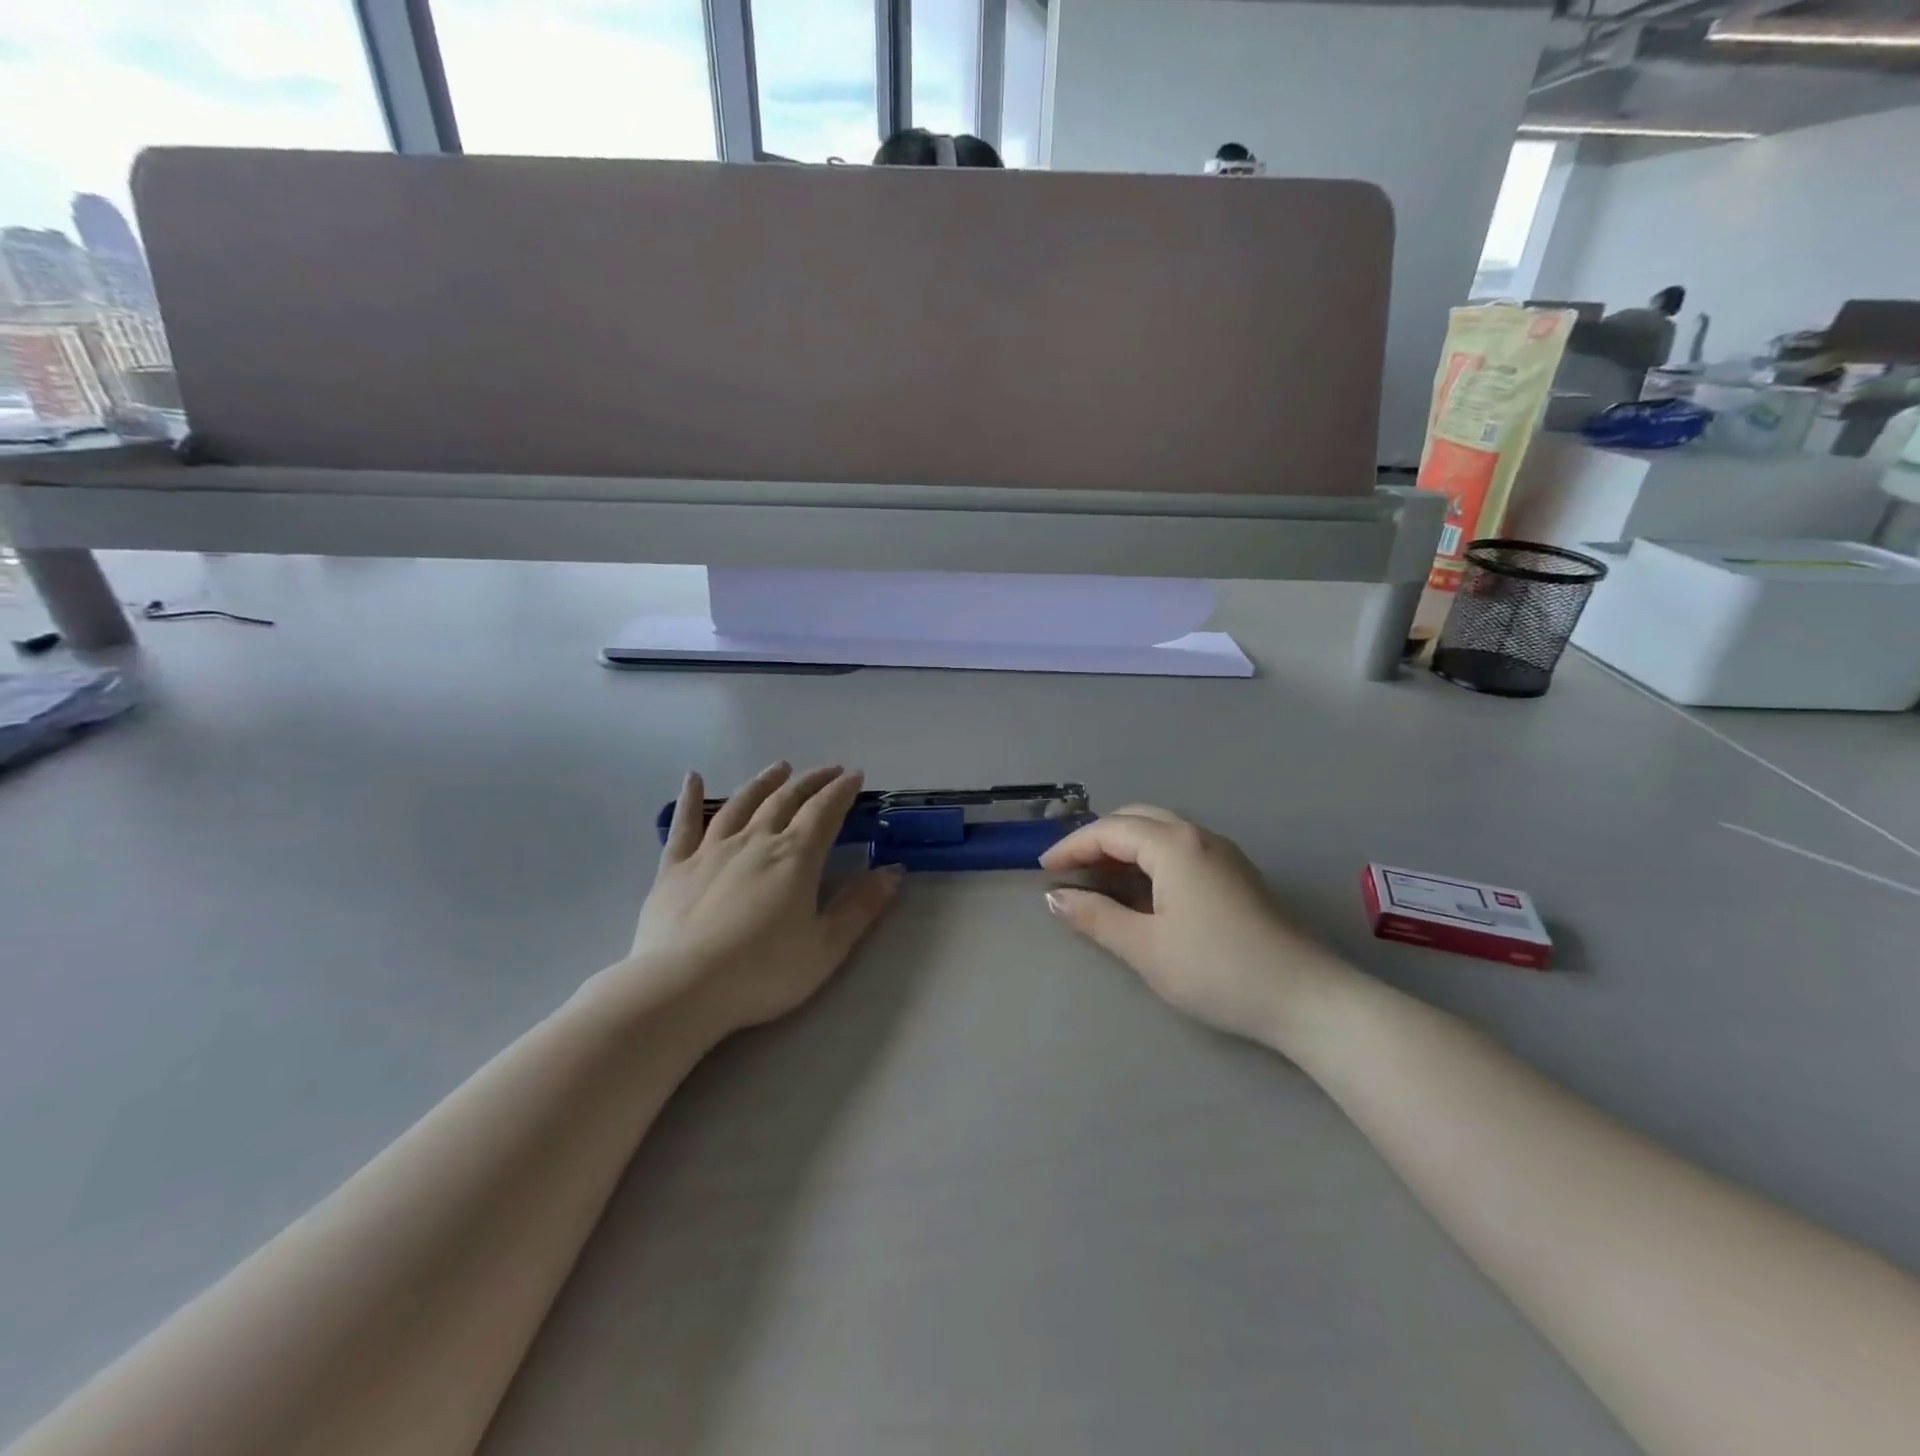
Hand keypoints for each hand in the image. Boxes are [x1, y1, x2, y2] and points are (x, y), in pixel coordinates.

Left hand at [624, 763, 902, 1037]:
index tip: (855, 776)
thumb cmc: (761, 972)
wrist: (681, 988)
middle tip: (828, 771)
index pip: (824, 811)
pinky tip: (693, 778)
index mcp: (795, 857)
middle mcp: (755, 841)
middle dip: (811, 782)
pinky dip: (690, 798)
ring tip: (779, 769)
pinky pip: (684, 824)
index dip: (842, 791)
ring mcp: (711, 850)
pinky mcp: (675, 867)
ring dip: (764, 782)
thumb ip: (861, 907)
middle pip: (786, 800)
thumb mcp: (825, 948)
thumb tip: (894, 871)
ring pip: (742, 803)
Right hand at [1041, 806, 1356, 1050]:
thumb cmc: (1216, 970)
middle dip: (1098, 838)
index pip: (1110, 831)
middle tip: (1070, 867)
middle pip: (1137, 819)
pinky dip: (1149, 855)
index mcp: (1174, 846)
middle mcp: (1199, 837)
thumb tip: (1054, 896)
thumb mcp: (1145, 947)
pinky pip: (1181, 847)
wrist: (1305, 998)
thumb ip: (1096, 917)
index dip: (1072, 846)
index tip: (1043, 869)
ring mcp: (1223, 854)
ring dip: (1125, 844)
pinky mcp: (1237, 874)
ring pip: (1161, 830)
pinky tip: (1143, 886)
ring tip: (1098, 875)